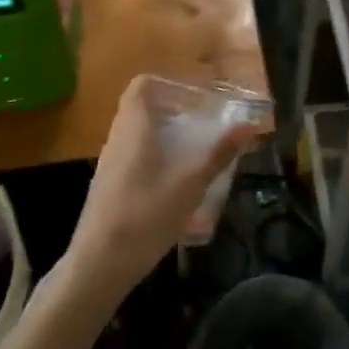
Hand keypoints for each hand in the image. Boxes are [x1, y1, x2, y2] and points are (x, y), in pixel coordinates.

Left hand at [64, 75, 259, 300]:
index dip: (167, 83)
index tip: (194, 95)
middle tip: (204, 124)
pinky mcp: (108, 188)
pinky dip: (155, 159)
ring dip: (165, 137)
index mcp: (134, 127)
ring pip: (137, 136)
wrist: (99, 265)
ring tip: (195, 153)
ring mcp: (109, 165)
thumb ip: (219, 154)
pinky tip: (175, 184)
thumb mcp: (190, 184)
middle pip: (142, 110)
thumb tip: (249, 126)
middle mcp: (117, 139)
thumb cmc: (145, 215)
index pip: (141, 85)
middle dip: (173, 112)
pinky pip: (133, 158)